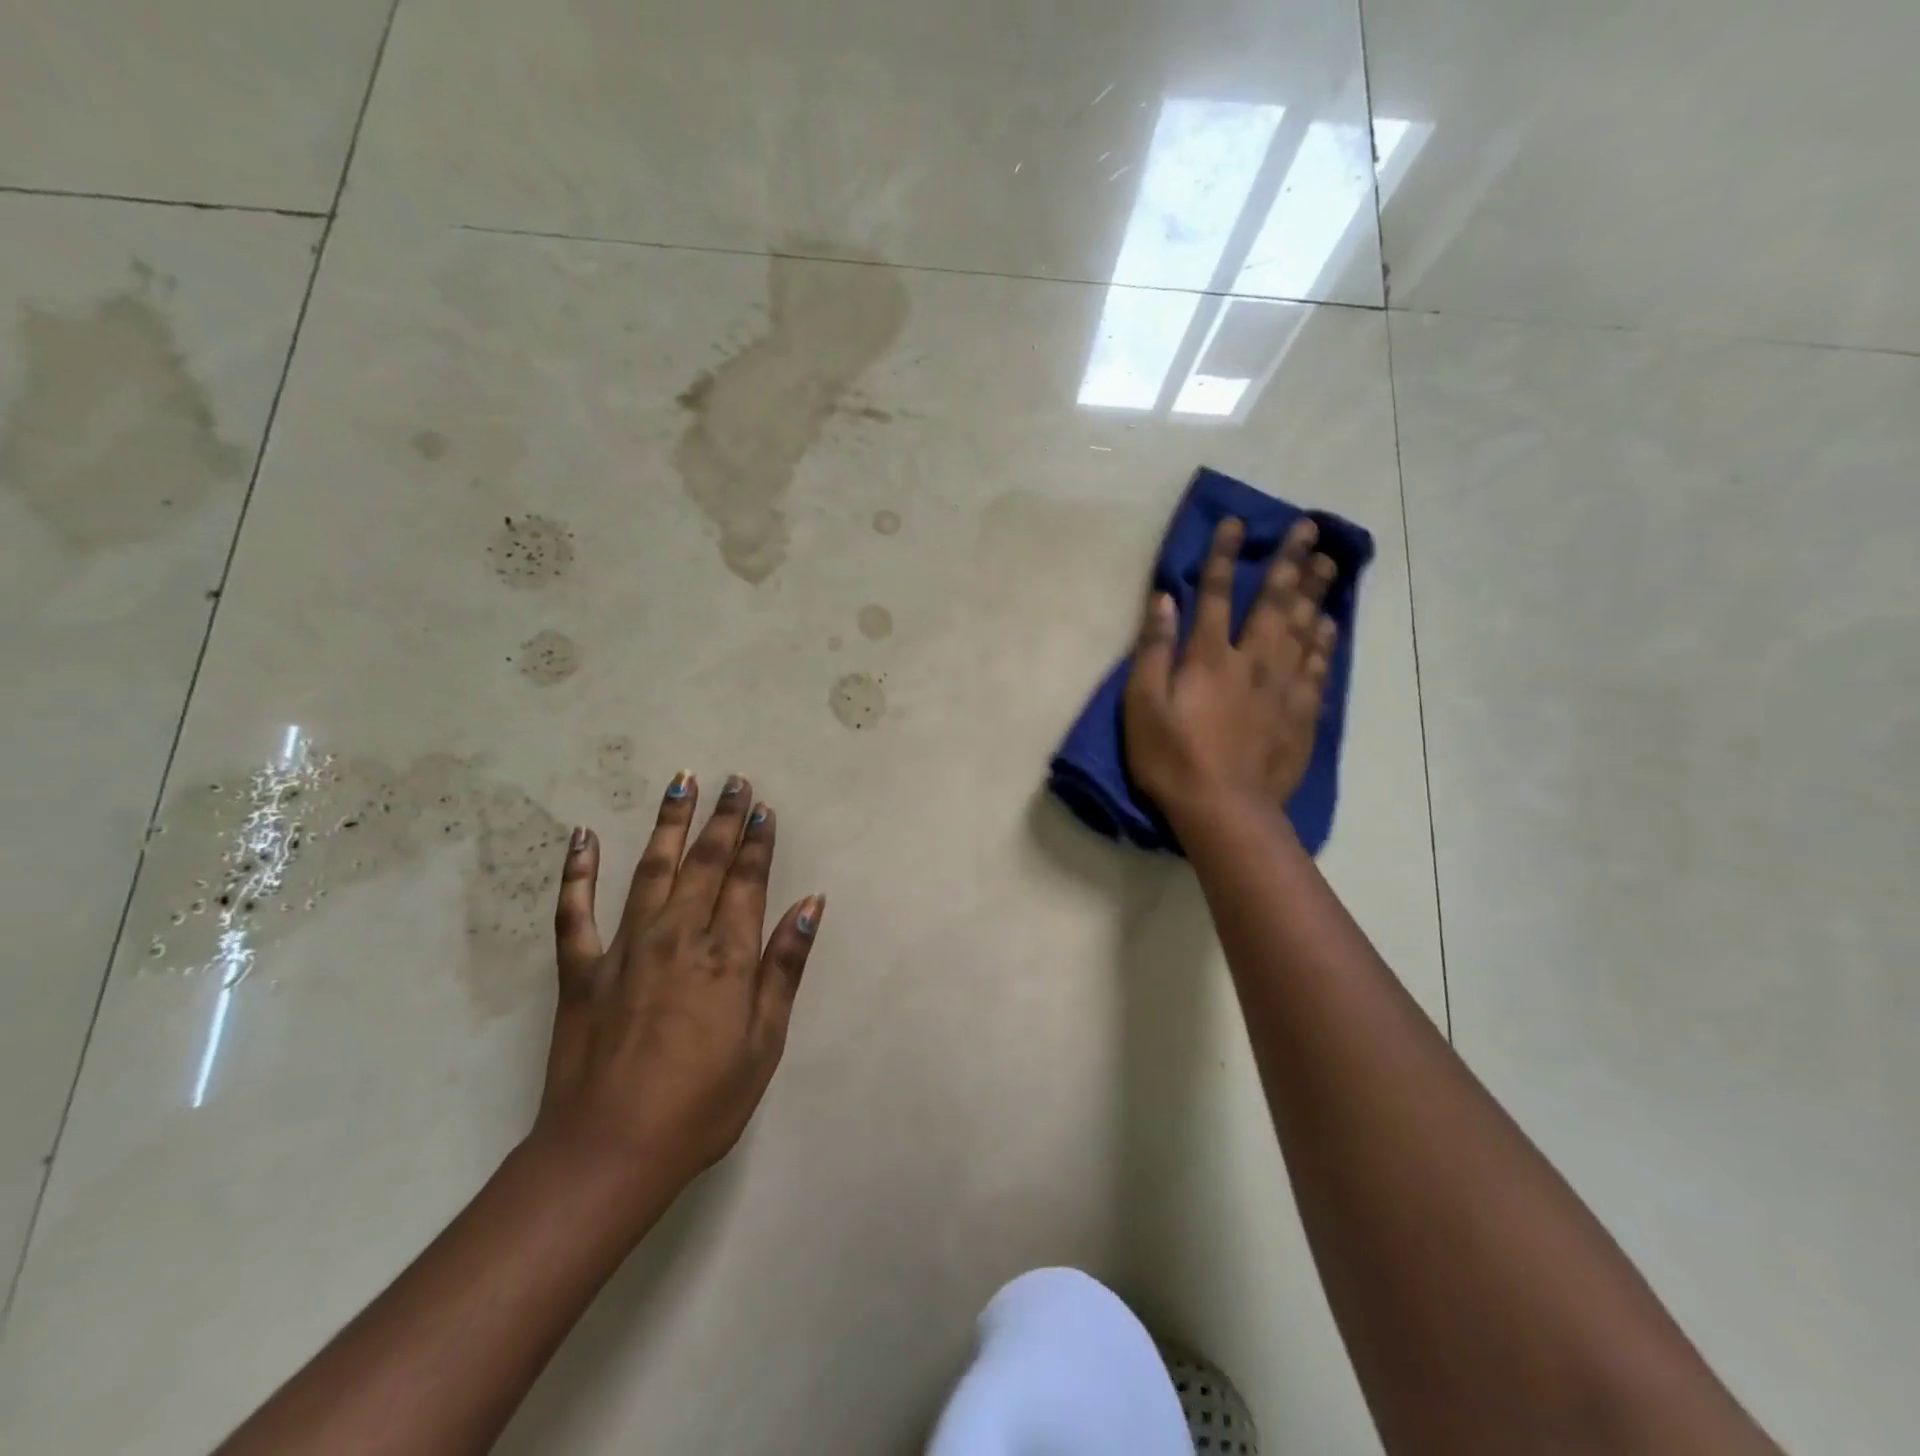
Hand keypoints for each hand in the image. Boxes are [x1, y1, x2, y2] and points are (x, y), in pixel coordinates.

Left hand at [534, 773, 823, 1199]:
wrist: (610, 1153)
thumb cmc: (702, 1104)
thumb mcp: (764, 1041)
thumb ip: (785, 966)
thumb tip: (812, 904)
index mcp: (726, 956)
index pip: (748, 882)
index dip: (758, 842)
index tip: (763, 807)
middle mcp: (677, 937)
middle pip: (705, 864)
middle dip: (723, 820)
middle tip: (733, 781)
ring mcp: (625, 949)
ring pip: (650, 870)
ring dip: (668, 824)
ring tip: (680, 783)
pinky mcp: (581, 971)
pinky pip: (576, 912)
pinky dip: (578, 872)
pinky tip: (583, 836)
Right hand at [1124, 517, 1338, 831]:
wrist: (1224, 810)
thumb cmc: (1172, 758)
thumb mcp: (1143, 704)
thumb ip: (1154, 649)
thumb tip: (1166, 599)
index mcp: (1210, 657)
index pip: (1217, 594)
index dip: (1225, 556)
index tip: (1237, 523)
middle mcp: (1253, 660)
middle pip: (1275, 602)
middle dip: (1290, 562)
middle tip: (1310, 528)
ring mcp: (1284, 687)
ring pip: (1305, 628)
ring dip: (1317, 591)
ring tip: (1330, 562)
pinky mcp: (1302, 714)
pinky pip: (1319, 667)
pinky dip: (1326, 640)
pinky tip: (1331, 623)